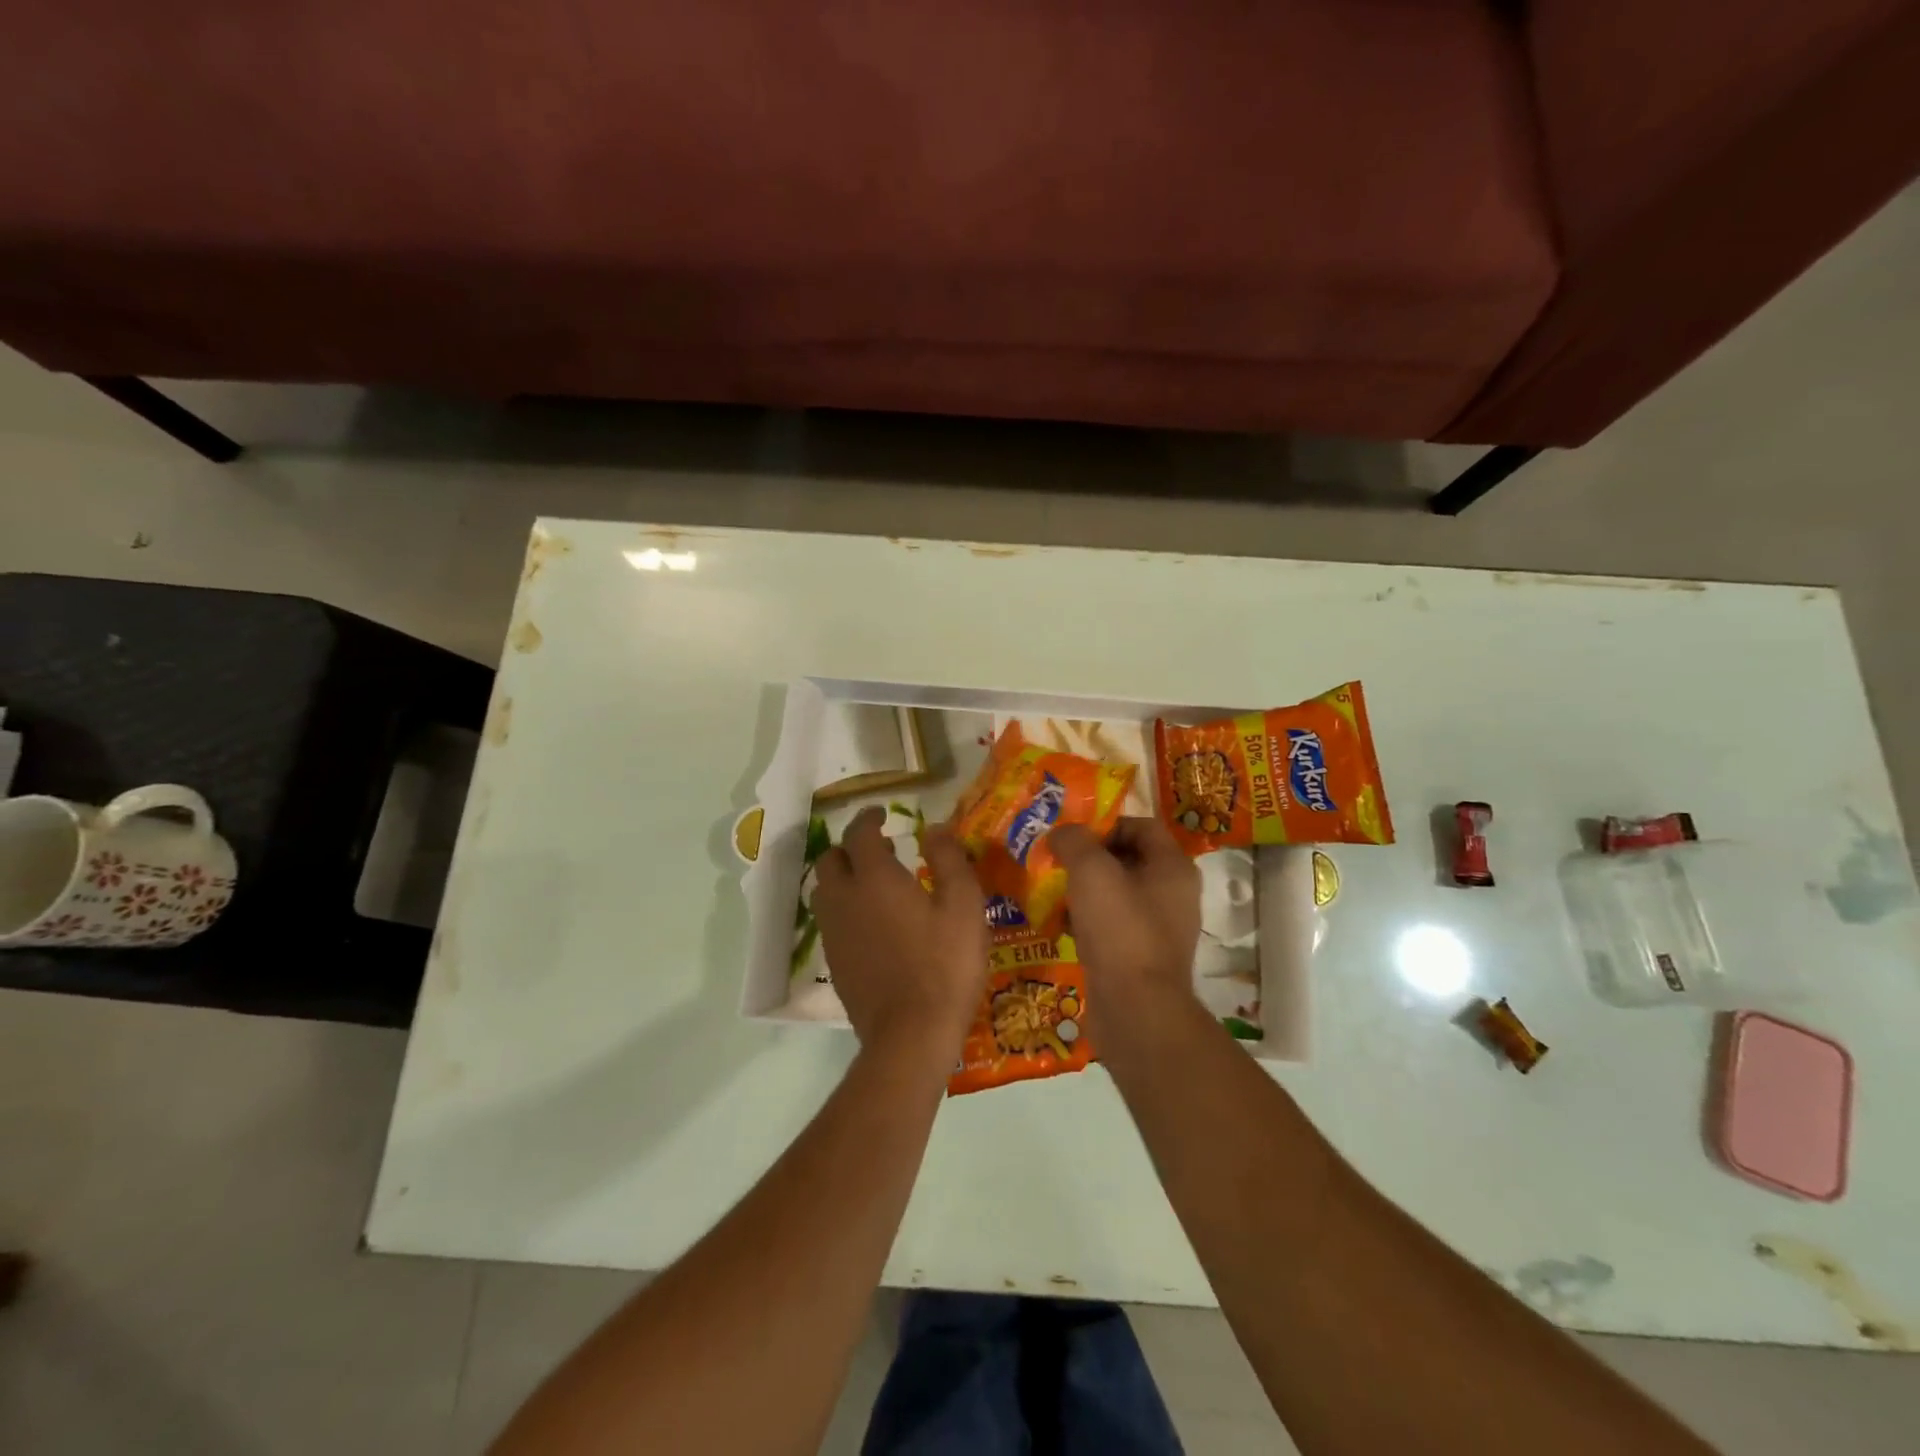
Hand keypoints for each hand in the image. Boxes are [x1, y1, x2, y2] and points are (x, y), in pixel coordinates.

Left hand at [812, 807, 987, 1056]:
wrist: (910, 1035)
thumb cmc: (944, 965)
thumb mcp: (964, 905)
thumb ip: (948, 859)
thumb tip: (934, 827)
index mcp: (874, 878)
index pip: (859, 833)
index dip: (868, 818)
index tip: (882, 814)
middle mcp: (844, 899)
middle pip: (830, 860)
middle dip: (851, 847)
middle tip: (882, 851)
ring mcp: (834, 934)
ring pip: (824, 891)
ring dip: (843, 878)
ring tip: (874, 885)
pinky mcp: (833, 964)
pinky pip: (830, 922)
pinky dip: (844, 909)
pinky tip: (871, 924)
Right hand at [1049, 817, 1200, 1003]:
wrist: (1136, 1010)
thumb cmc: (1119, 929)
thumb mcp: (1091, 871)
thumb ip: (1074, 841)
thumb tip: (1061, 833)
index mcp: (1173, 867)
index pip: (1141, 826)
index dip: (1105, 824)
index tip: (1072, 836)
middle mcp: (1174, 894)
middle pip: (1128, 859)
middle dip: (1090, 858)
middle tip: (1056, 861)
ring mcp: (1160, 929)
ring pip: (1118, 894)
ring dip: (1085, 891)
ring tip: (1053, 893)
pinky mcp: (1142, 957)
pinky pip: (1113, 926)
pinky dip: (1088, 921)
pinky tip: (1062, 926)